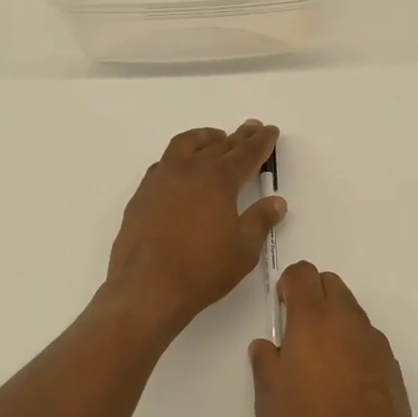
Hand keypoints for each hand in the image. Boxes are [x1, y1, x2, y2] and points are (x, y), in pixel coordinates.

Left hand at [106, 121, 284, 338]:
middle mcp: (189, 170)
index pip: (246, 153)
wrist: (147, 288)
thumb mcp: (243, 249)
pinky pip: (164, 164)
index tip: (270, 131)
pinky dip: (180, 158)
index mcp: (218, 179)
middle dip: (238, 137)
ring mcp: (161, 179)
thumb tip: (276, 202)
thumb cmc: (202, 269)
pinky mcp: (142, 195)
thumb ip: (260, 220)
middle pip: (218, 145)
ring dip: (205, 139)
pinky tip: (182, 169)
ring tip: (216, 139)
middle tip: (251, 128)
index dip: (261, 142)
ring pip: (185, 145)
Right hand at [249, 263, 417, 416]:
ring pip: (349, 309)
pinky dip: (351, 343)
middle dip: (312, 295)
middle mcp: (346, 319)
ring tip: (320, 360)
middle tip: (298, 330)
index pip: (302, 273)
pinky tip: (343, 380)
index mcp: (312, 318)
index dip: (288, 283)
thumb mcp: (268, 398)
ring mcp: (372, 338)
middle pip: (330, 282)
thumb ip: (264, 362)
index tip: (281, 308)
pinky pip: (365, 336)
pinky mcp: (390, 360)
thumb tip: (267, 346)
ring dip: (333, 319)